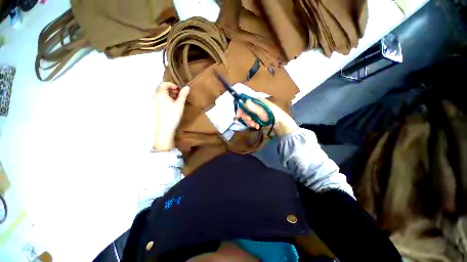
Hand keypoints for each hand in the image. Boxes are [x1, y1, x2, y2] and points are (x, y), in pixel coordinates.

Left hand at [153, 82, 189, 150]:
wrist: (165, 128)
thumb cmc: (173, 115)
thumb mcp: (180, 104)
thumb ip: (183, 95)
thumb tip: (187, 87)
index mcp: (160, 94)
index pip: (164, 84)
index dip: (172, 85)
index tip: (179, 90)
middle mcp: (156, 96)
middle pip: (162, 88)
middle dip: (171, 89)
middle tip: (179, 95)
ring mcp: (155, 102)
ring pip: (162, 94)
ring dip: (169, 94)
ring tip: (177, 100)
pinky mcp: (156, 107)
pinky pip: (161, 99)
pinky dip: (167, 98)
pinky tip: (173, 105)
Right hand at [235, 99, 297, 136]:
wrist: (282, 127)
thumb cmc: (275, 117)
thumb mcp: (264, 112)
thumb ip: (254, 108)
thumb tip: (245, 101)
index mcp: (258, 101)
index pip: (246, 102)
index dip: (241, 108)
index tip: (239, 115)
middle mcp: (257, 106)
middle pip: (246, 110)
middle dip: (246, 117)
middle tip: (249, 122)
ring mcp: (257, 113)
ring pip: (248, 116)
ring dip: (249, 121)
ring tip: (255, 125)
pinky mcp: (258, 119)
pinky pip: (251, 121)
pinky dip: (252, 124)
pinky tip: (257, 127)